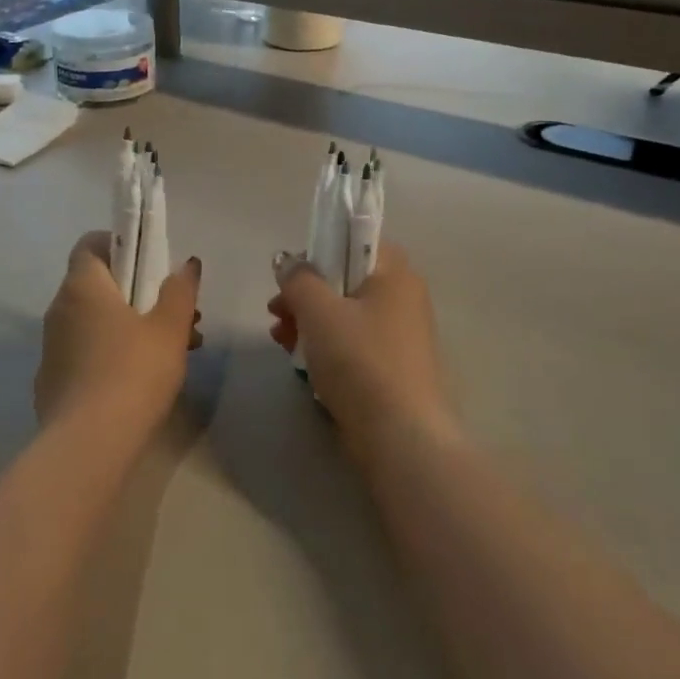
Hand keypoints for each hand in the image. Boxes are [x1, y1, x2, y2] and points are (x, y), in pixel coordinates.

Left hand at [36, 231, 201, 443]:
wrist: (88, 446)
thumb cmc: (133, 373)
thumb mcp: (169, 328)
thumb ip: (180, 291)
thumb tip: (186, 264)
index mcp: (82, 286)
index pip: (91, 244)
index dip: (120, 245)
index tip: (151, 263)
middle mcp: (59, 309)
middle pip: (99, 285)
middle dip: (141, 294)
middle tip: (179, 315)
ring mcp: (51, 347)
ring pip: (96, 321)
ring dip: (133, 325)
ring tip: (175, 351)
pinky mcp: (52, 381)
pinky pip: (86, 352)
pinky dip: (113, 353)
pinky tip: (143, 379)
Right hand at [269, 242, 455, 458]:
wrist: (399, 436)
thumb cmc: (360, 360)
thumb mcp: (319, 310)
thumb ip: (298, 279)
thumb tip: (287, 262)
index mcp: (395, 274)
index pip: (355, 242)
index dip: (319, 252)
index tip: (291, 277)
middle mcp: (403, 298)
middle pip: (344, 280)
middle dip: (305, 294)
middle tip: (276, 311)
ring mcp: (399, 335)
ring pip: (344, 314)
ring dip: (308, 321)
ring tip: (280, 339)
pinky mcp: (390, 367)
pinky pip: (351, 344)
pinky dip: (325, 346)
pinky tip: (299, 361)